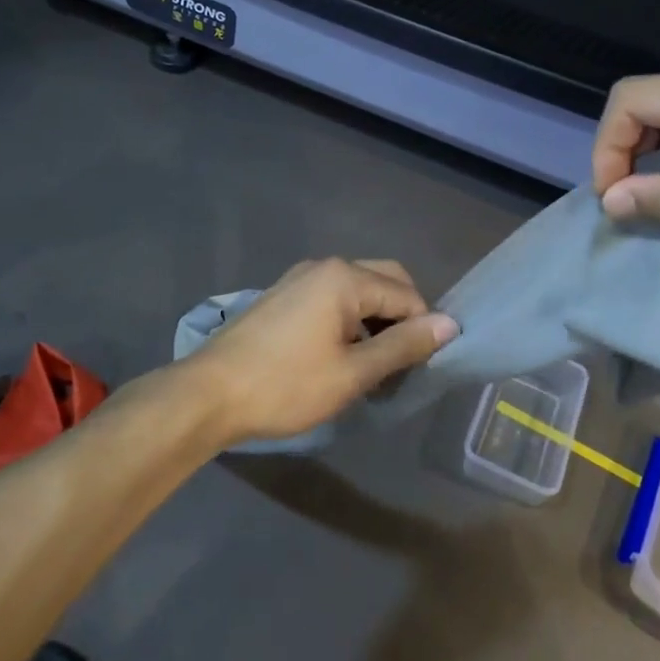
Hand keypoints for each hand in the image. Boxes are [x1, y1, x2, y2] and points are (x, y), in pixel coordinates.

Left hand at [188, 258, 458, 445]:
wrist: (209, 393)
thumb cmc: (286, 385)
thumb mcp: (352, 373)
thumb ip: (403, 346)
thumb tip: (450, 325)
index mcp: (345, 277)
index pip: (407, 295)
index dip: (422, 330)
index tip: (419, 368)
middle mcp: (326, 266)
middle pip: (385, 280)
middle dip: (401, 316)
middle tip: (400, 362)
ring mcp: (301, 277)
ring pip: (358, 288)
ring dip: (375, 318)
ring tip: (373, 364)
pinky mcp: (284, 295)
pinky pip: (333, 296)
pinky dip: (350, 318)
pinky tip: (342, 353)